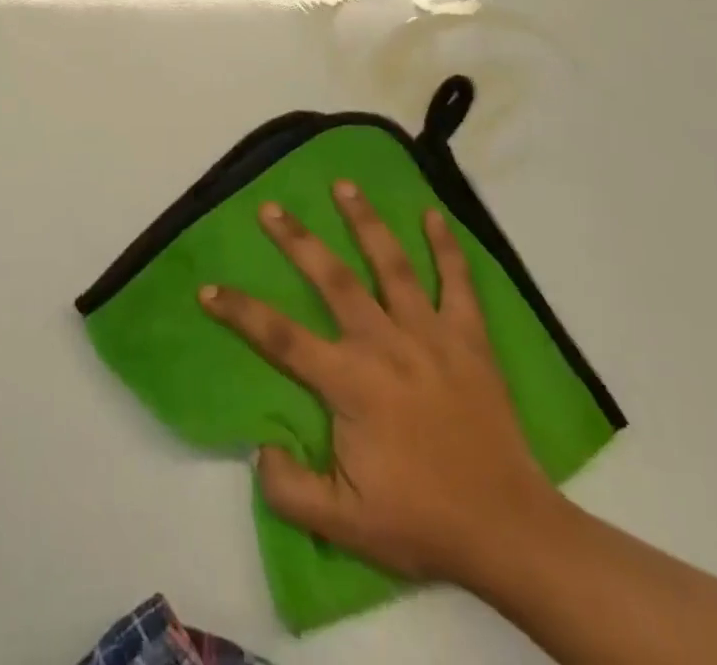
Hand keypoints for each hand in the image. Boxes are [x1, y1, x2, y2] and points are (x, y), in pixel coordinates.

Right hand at [200, 183, 565, 589]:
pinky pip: (458, 282)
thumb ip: (290, 488)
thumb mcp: (343, 526)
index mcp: (350, 382)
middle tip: (271, 207)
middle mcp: (385, 344)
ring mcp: (430, 335)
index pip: (280, 337)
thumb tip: (259, 447)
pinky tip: (432, 213)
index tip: (208, 289)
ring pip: (391, 264)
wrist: (509, 531)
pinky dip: (445, 246)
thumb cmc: (422, 521)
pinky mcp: (469, 339)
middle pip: (332, 279)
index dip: (240, 311)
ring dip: (364, 221)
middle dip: (297, 240)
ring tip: (343, 185)